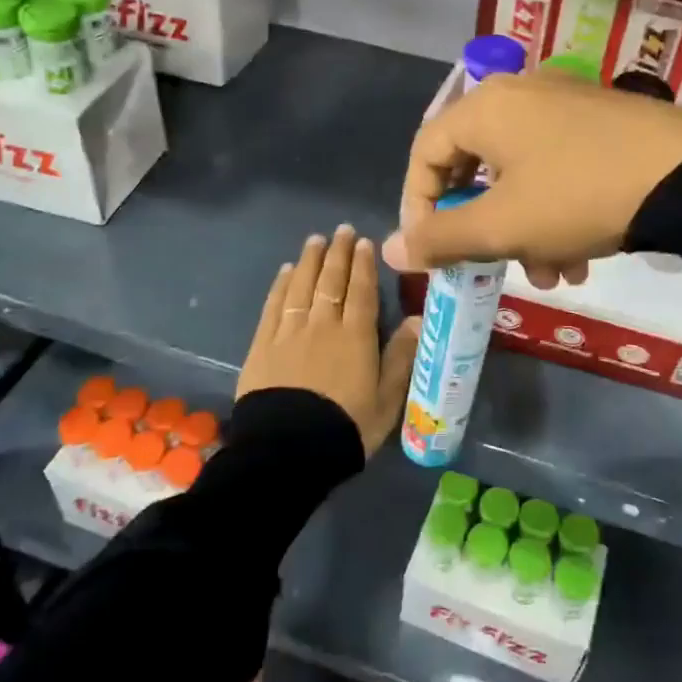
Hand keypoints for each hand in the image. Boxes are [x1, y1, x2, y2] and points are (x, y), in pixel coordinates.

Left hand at [237, 226, 420, 456]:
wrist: (288, 451)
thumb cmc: (346, 428)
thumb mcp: (386, 399)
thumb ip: (401, 357)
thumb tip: (418, 319)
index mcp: (356, 336)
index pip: (361, 291)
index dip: (363, 264)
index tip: (364, 242)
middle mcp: (323, 325)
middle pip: (331, 281)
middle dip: (338, 253)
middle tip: (342, 230)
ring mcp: (289, 332)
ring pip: (302, 286)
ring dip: (310, 260)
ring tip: (316, 240)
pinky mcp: (262, 345)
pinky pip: (274, 305)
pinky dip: (282, 284)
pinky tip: (287, 271)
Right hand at [382, 71, 681, 286]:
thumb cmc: (578, 196)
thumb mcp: (503, 226)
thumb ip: (442, 239)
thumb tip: (392, 250)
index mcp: (486, 107)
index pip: (425, 152)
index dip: (418, 205)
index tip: (433, 250)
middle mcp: (520, 94)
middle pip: (475, 166)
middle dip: (484, 227)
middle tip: (494, 265)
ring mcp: (565, 104)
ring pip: (521, 175)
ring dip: (526, 231)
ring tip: (553, 275)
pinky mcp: (601, 122)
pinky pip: (557, 168)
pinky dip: (557, 212)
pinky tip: (582, 255)